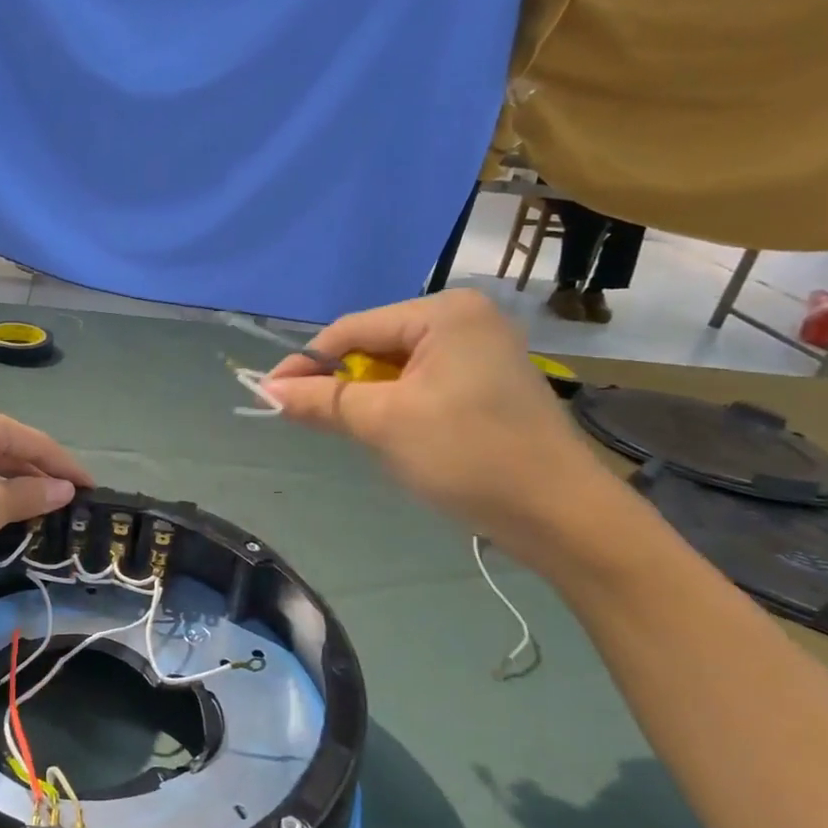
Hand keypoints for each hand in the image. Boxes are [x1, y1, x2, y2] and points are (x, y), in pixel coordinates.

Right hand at [264, 290, 614, 559]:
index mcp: (445, 312)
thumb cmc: (468, 455)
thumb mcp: (384, 423)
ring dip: (365, 396)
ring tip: (345, 427)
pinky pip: (422, 383)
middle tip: (305, 416)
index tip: (269, 394)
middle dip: (338, 381)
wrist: (559, 514)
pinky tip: (388, 431)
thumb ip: (323, 400)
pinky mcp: (488, 382)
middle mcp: (466, 318)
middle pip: (375, 344)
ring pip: (397, 367)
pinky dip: (395, 404)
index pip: (353, 329)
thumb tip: (268, 389)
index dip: (306, 362)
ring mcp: (481, 350)